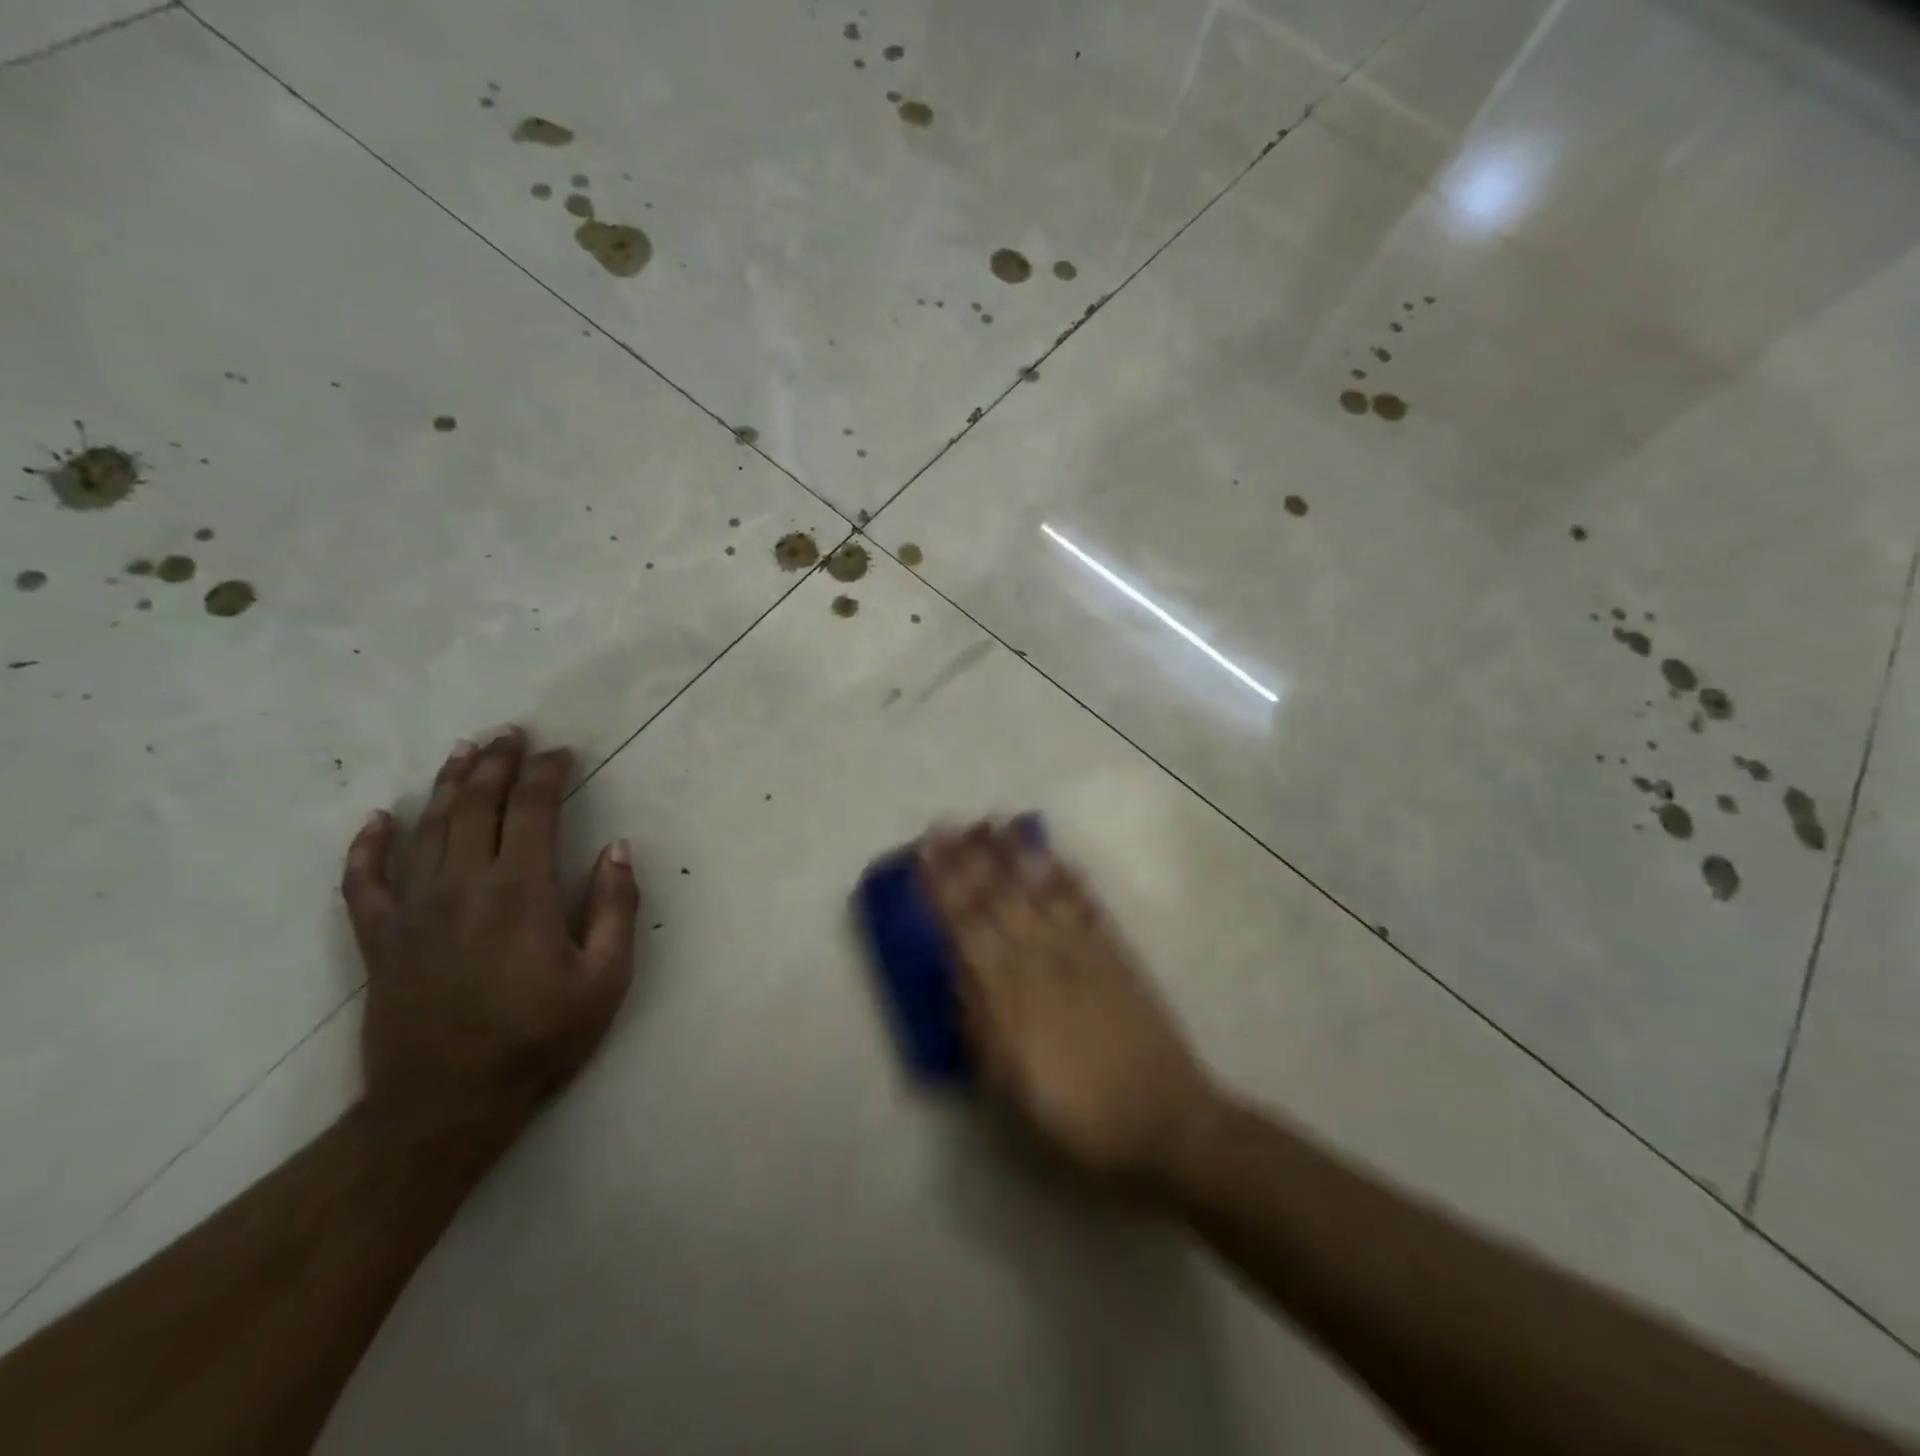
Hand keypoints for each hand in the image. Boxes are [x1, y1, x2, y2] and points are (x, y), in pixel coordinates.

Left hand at [341, 726, 640, 1135]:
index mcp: (519, 891)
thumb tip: (618, 848)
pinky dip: (367, 847)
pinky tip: (377, 820)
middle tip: (512, 732)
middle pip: (476, 806)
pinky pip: (363, 882)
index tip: (563, 753)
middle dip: (497, 763)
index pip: (532, 810)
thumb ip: (616, 907)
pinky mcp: (380, 939)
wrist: (446, 1104)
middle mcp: (461, 886)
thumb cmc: (538, 1039)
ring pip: (427, 829)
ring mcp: (413, 910)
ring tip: (464, 750)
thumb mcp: (605, 979)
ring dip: (447, 785)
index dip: (547, 774)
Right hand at [920, 821, 1217, 1184]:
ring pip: (1040, 891)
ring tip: (995, 822)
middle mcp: (1042, 960)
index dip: (943, 886)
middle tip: (948, 822)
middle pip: (998, 898)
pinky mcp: (1116, 954)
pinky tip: (1053, 855)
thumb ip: (980, 1027)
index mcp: (1009, 996)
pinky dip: (1067, 876)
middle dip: (969, 858)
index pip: (965, 927)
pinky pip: (1086, 905)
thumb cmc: (1077, 1121)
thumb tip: (957, 972)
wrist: (1167, 1123)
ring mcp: (1083, 952)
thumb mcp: (1010, 1092)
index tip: (926, 851)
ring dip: (1015, 854)